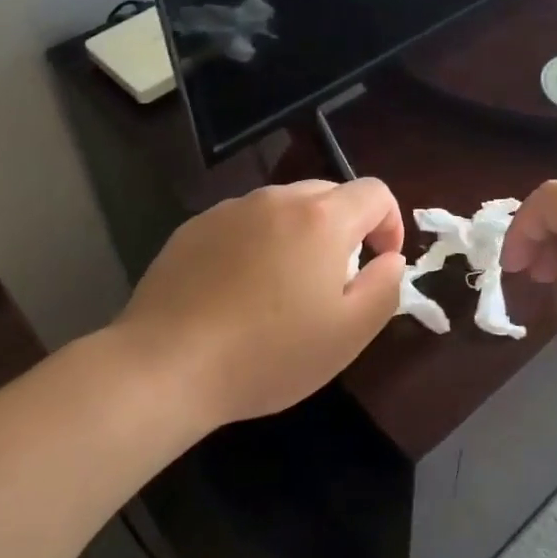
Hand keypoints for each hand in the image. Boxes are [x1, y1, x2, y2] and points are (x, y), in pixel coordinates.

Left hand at [113, 178, 405, 426]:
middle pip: (329, 194)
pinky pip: (243, 223)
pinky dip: (257, 243)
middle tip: (334, 280)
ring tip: (283, 288)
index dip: (390, 223)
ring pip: (283, 208)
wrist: (166, 365)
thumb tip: (390, 260)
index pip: (375, 192)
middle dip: (345, 228)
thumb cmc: (269, 353)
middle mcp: (277, 199)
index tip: (380, 263)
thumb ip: (386, 287)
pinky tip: (238, 290)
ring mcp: (230, 209)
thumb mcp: (349, 333)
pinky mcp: (194, 227)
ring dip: (299, 235)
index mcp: (322, 218)